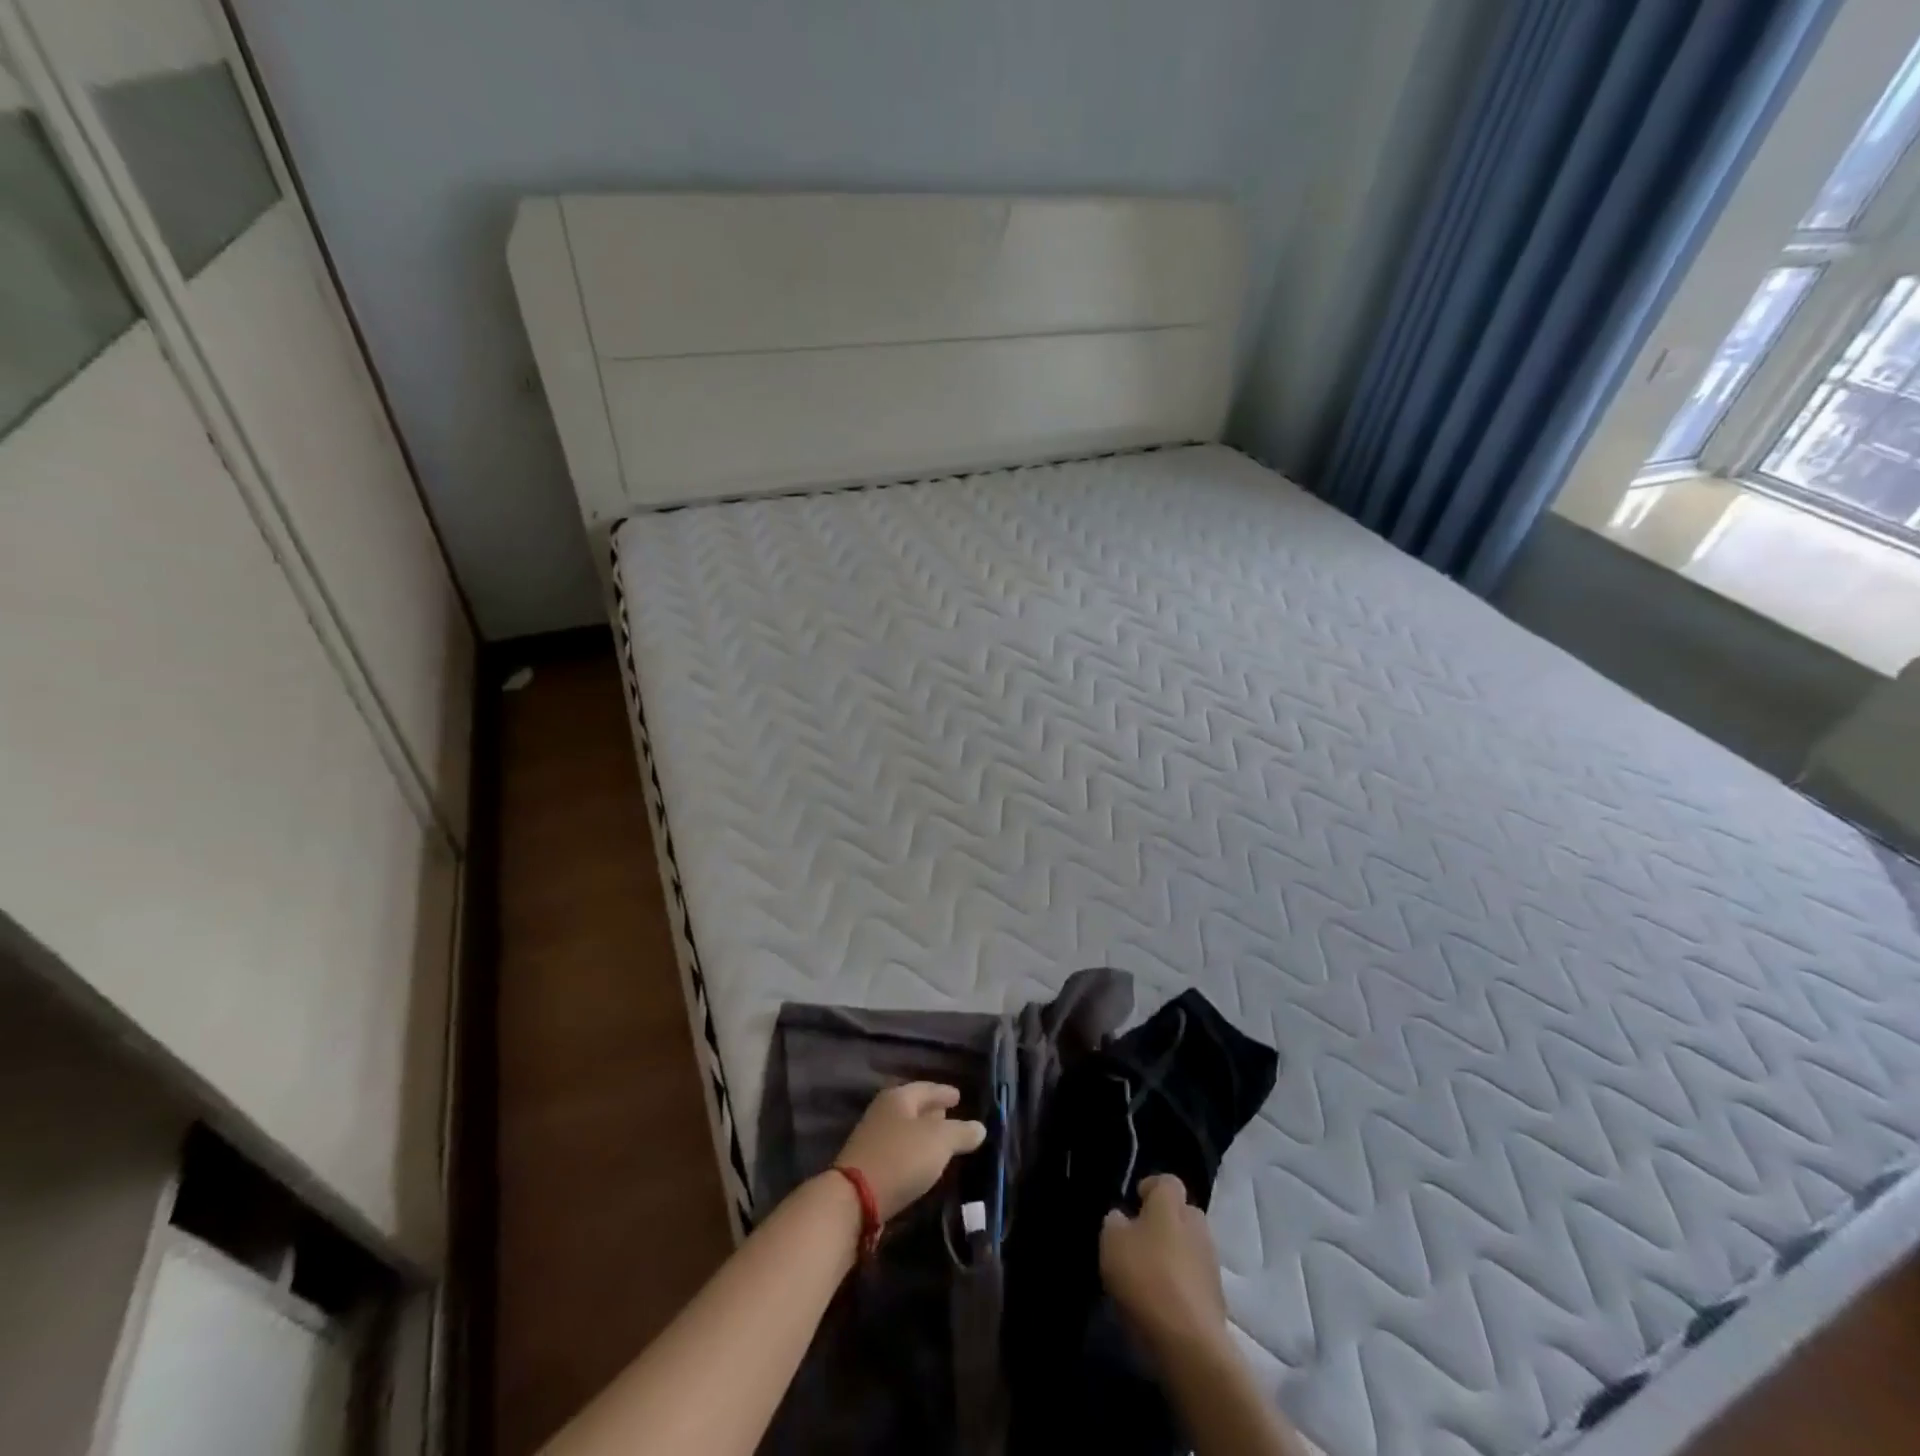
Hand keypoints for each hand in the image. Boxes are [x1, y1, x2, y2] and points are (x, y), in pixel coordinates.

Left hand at [835, 1082, 986, 1220]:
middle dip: (932, 1111)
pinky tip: (922, 1163)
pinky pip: (898, 1150)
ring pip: (905, 1129)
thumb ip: (961, 1132)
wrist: (855, 1198)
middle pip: (913, 1107)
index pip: (926, 1088)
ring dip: (922, 1134)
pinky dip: (913, 1152)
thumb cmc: (901, 1158)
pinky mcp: (869, 1164)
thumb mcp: (939, 1142)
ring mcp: (873, 1138)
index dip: (944, 1092)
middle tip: (951, 1115)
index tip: (958, 1096)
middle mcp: (883, 1112)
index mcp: (898, 1097)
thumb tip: (979, 1127)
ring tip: (941, 1141)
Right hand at [1100, 1174, 1229, 1355]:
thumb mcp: (1111, 1242)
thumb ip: (1115, 1223)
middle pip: (1182, 1214)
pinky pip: (1195, 1279)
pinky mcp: (1218, 1297)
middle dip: (1165, 1222)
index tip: (1135, 1203)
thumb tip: (1123, 1219)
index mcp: (1171, 1204)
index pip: (1167, 1181)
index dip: (1151, 1188)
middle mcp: (1197, 1225)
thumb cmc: (1145, 1277)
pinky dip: (1182, 1284)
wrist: (1189, 1341)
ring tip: (1150, 1275)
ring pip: (1190, 1247)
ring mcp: (1211, 1262)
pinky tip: (1164, 1301)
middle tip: (1141, 1240)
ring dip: (1174, 1255)